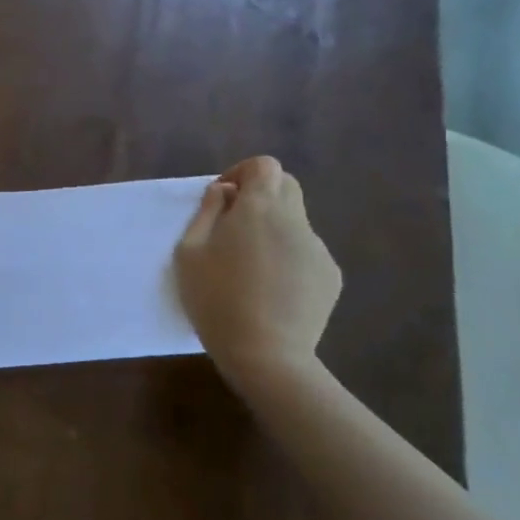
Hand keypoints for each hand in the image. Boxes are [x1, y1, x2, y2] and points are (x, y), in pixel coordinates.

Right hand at [176, 156, 341, 391]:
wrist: (266, 353)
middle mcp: (294, 220)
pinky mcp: (330, 275)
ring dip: (273, 227)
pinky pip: (306, 250)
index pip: (264, 166)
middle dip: (261, 194)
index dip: (243, 172)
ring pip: (296, 220)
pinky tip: (271, 287)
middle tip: (234, 224)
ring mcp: (317, 248)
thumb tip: (223, 192)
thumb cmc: (215, 298)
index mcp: (258, 209)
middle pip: (286, 186)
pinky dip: (288, 255)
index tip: (223, 197)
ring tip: (250, 264)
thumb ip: (206, 212)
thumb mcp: (189, 251)